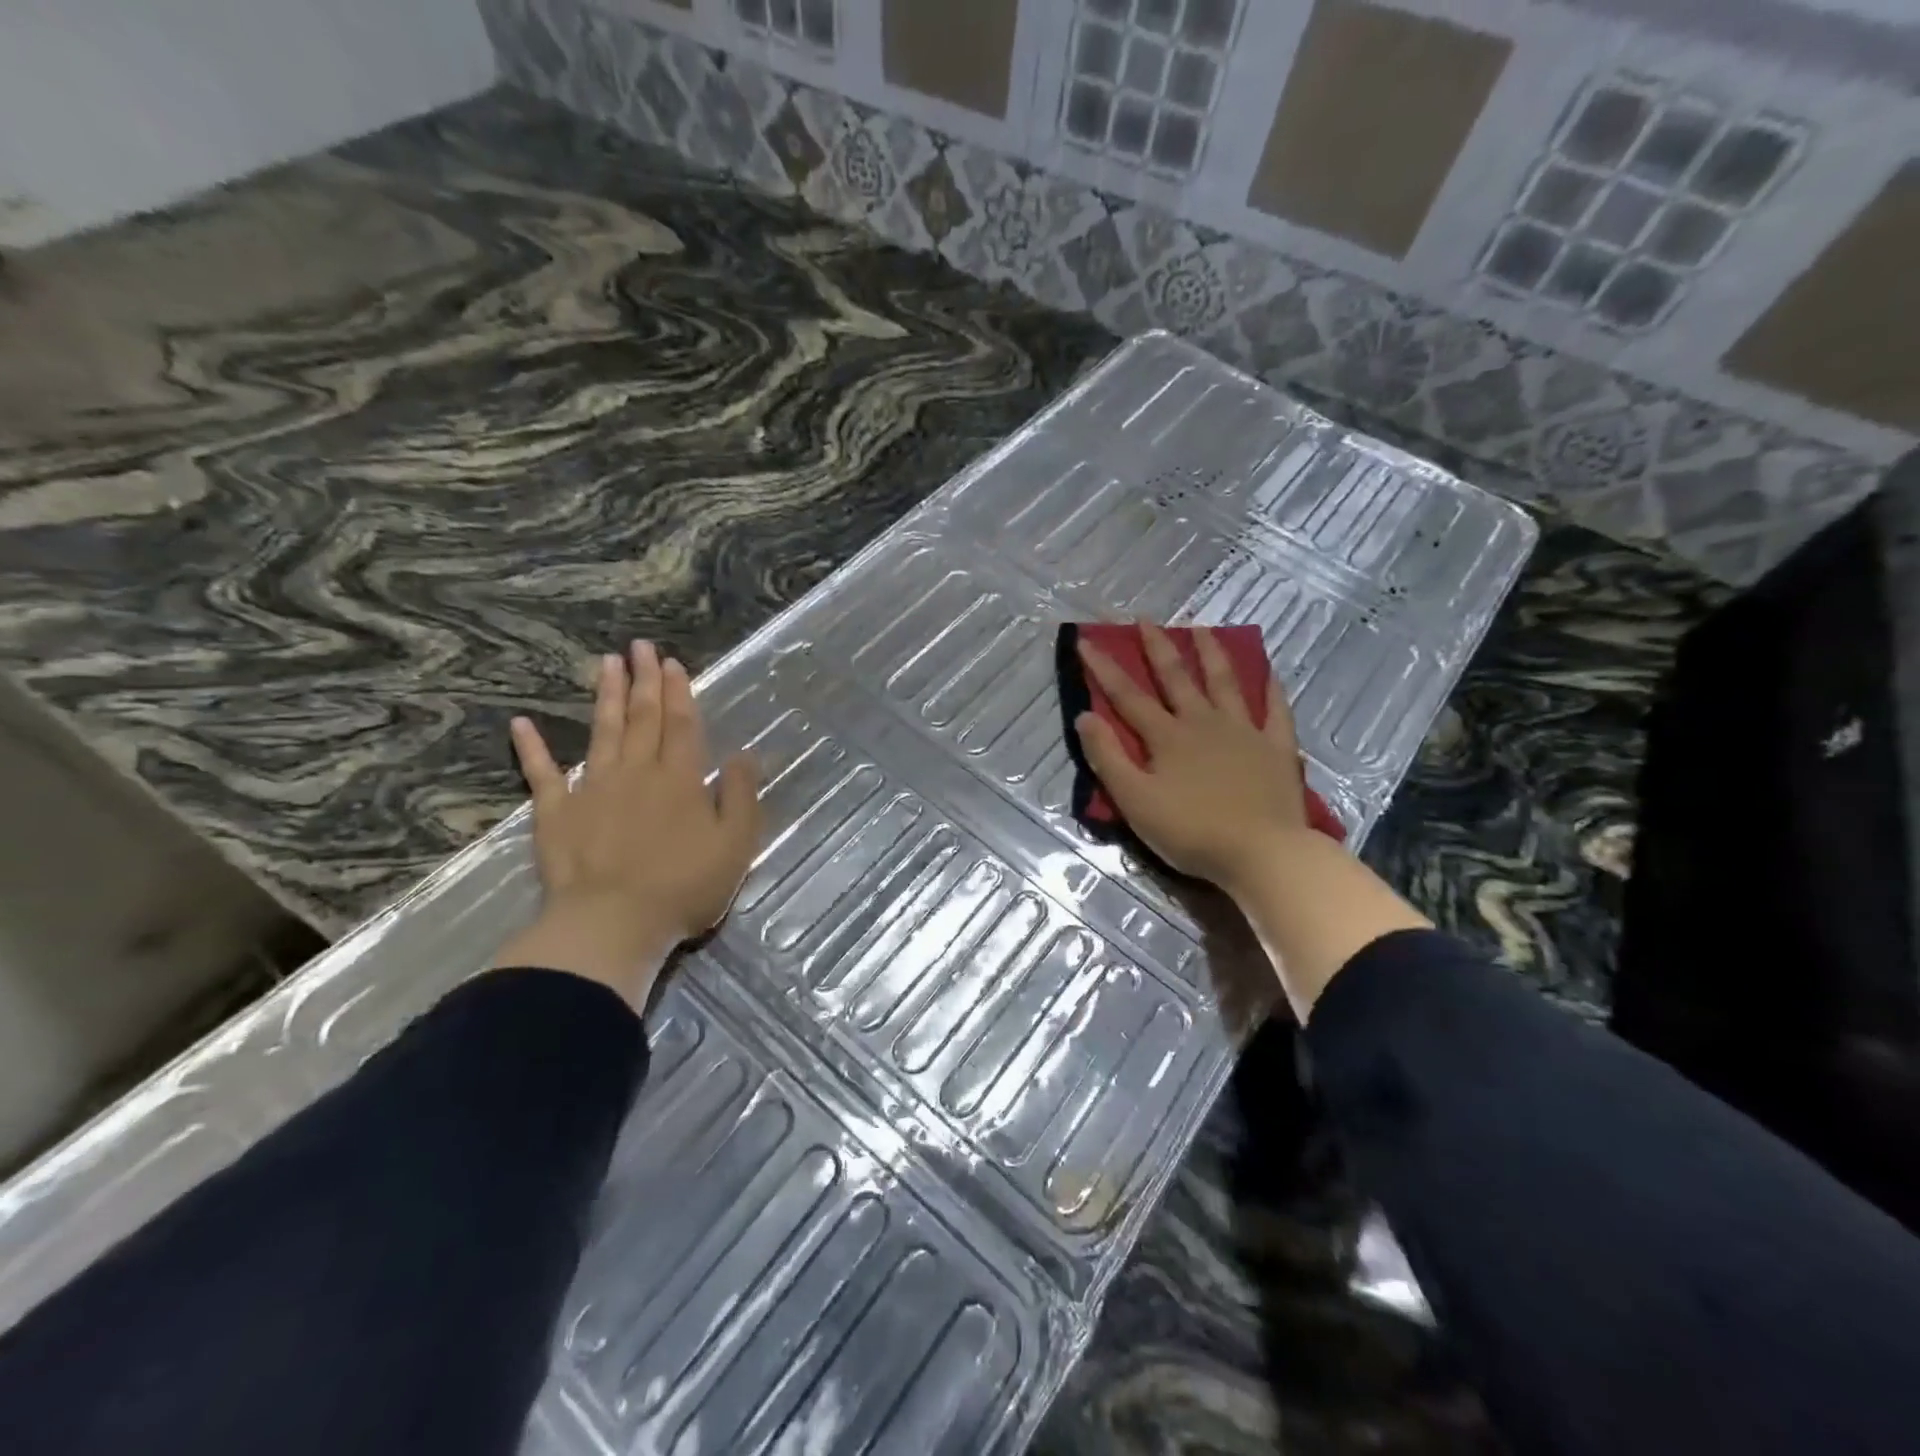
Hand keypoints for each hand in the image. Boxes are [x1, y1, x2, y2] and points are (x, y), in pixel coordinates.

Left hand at [491, 641, 761, 1009]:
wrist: (613, 924)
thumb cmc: (684, 887)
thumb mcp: (735, 844)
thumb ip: (740, 795)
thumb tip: (743, 754)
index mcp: (680, 779)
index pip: (681, 724)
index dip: (679, 692)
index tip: (672, 662)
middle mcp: (636, 772)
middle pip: (641, 718)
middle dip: (643, 680)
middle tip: (640, 647)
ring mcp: (592, 789)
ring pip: (600, 732)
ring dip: (605, 696)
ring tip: (605, 663)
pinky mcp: (556, 814)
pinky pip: (541, 774)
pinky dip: (531, 748)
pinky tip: (521, 724)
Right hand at [1074, 623, 1310, 892]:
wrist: (1262, 853)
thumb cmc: (1191, 831)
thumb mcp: (1135, 801)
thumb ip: (1108, 758)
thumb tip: (1085, 716)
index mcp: (1167, 737)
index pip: (1127, 696)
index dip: (1104, 668)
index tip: (1086, 640)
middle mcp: (1204, 722)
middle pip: (1177, 677)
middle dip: (1157, 647)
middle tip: (1145, 619)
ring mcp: (1245, 732)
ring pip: (1225, 682)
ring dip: (1211, 653)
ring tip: (1202, 628)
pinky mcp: (1277, 748)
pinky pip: (1276, 711)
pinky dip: (1271, 690)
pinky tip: (1269, 673)